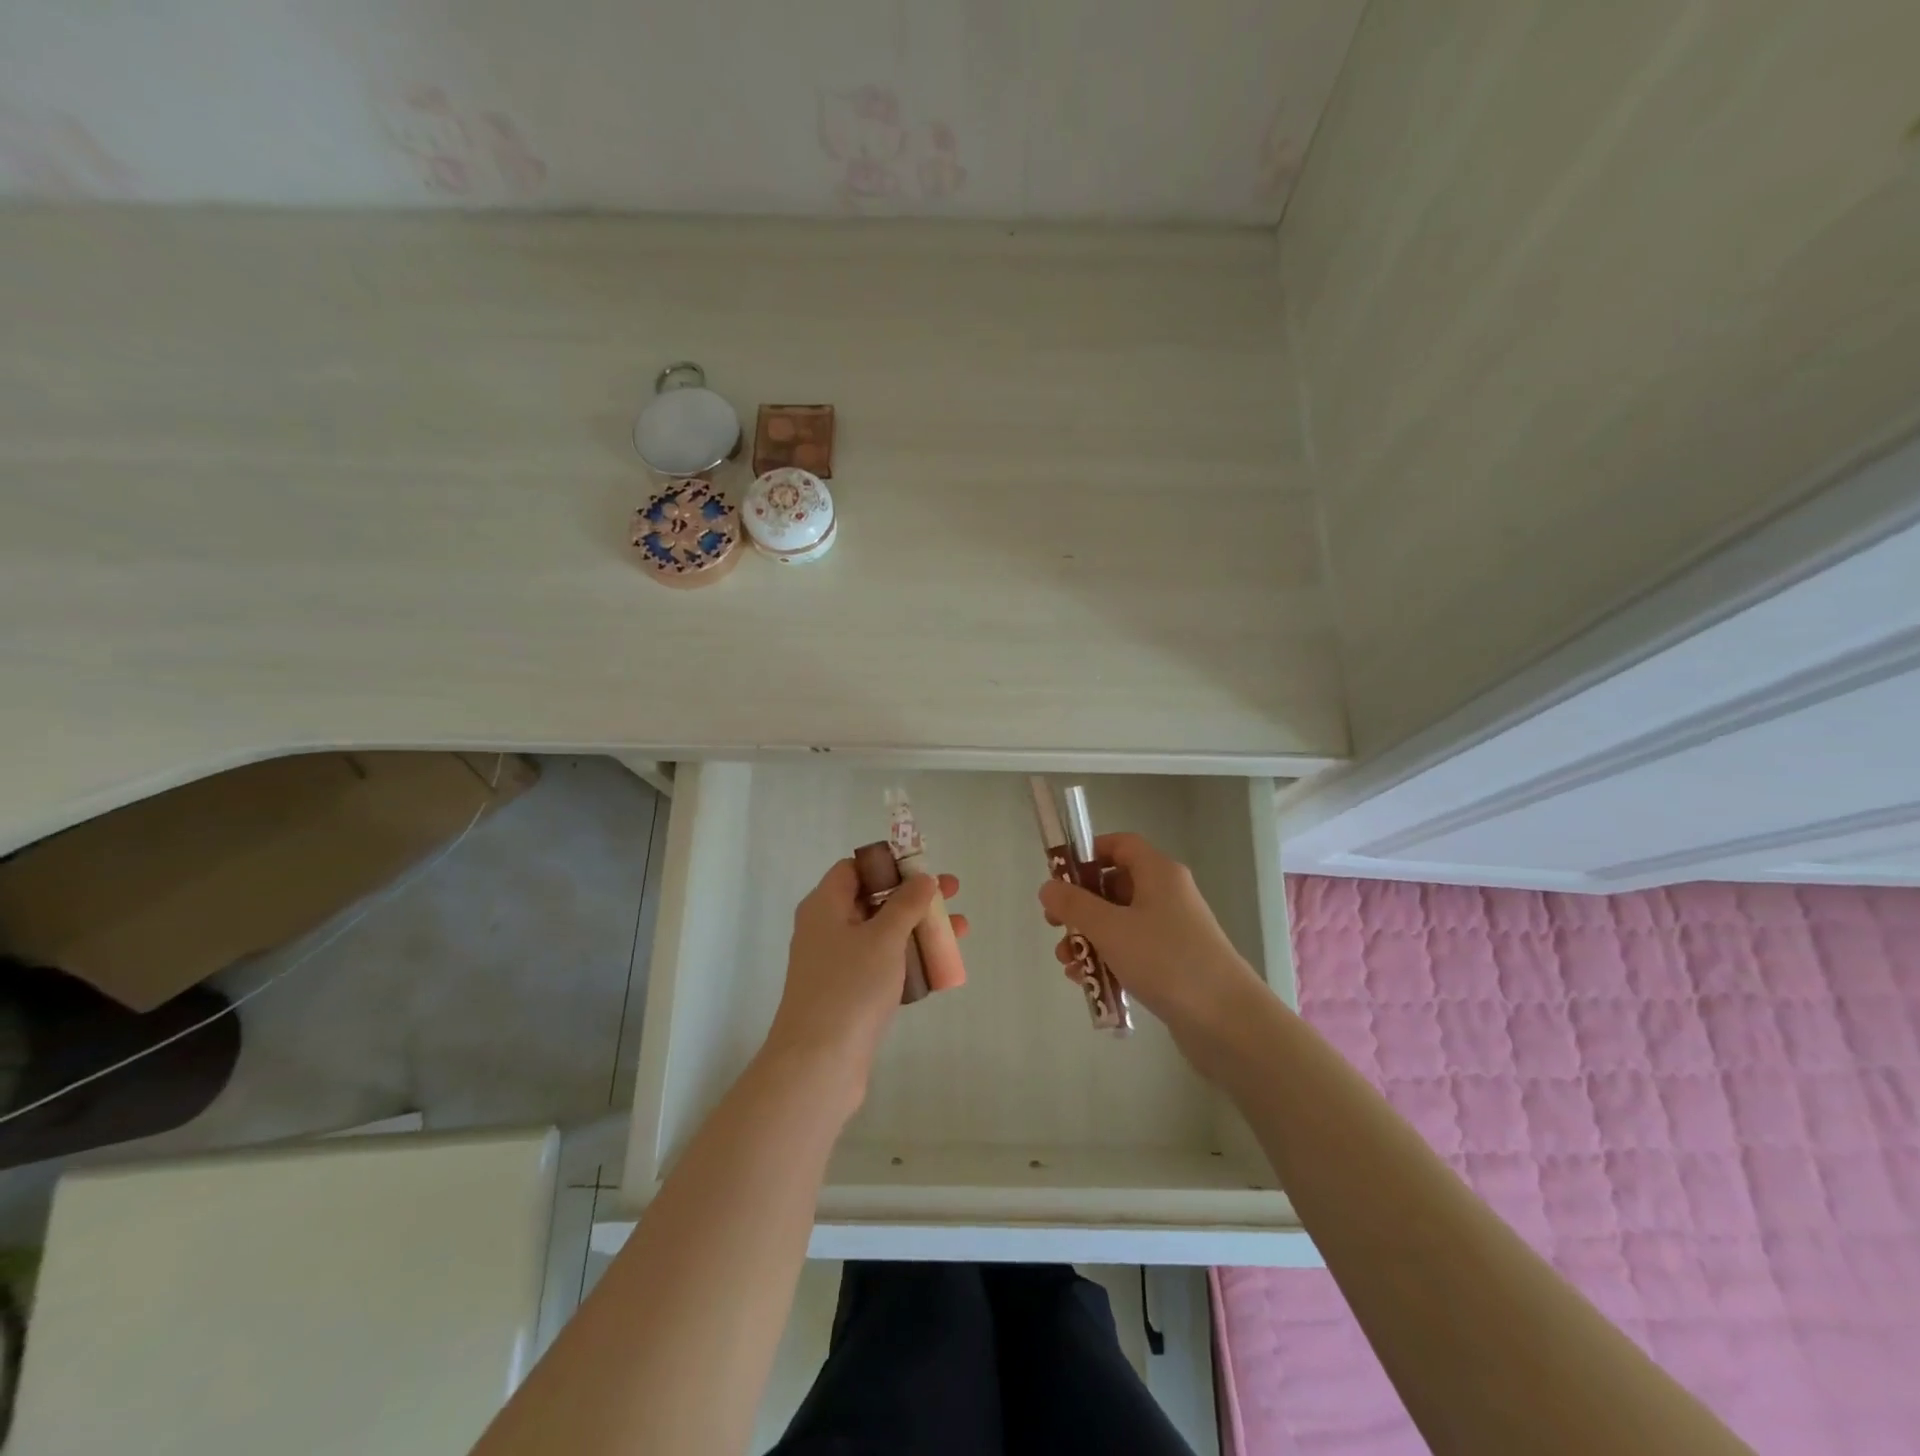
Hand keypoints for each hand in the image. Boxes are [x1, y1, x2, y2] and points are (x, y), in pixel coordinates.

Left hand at [764, 859, 967, 1105]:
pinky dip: (909, 960)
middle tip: (952, 892)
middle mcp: (827, 929)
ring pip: (882, 934)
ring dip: (918, 929)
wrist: (818, 1063)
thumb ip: (906, 904)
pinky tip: (940, 966)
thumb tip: (922, 879)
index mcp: (825, 906)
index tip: (922, 867)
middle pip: (873, 900)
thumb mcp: (883, 937)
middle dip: (914, 896)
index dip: (888, 864)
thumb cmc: (849, 987)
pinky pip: (882, 965)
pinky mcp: (848, 994)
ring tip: (960, 930)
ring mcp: (836, 963)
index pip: (853, 869)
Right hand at [1037, 833, 1263, 1047]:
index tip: (1060, 877)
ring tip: (1067, 964)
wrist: (1226, 1020)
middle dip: (1080, 906)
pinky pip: (1132, 949)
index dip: (1088, 854)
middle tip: (1053, 925)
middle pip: (1115, 885)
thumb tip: (1048, 887)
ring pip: (1120, 921)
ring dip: (1089, 937)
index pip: (1120, 845)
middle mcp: (1167, 894)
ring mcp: (1172, 929)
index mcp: (1158, 872)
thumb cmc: (1165, 960)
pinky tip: (1088, 982)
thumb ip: (1074, 905)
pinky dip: (1108, 959)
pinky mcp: (1173, 962)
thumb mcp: (1110, 928)